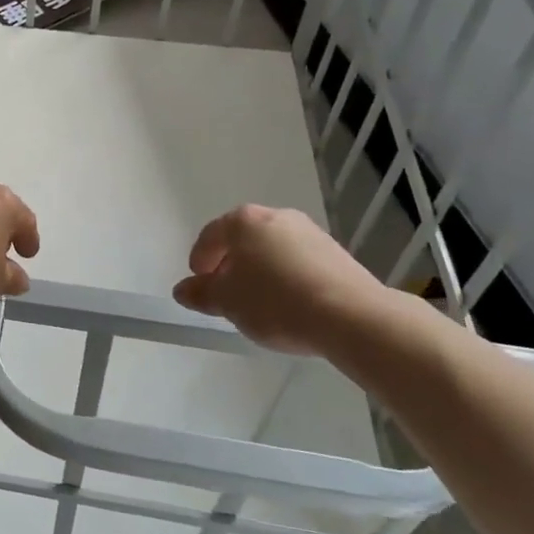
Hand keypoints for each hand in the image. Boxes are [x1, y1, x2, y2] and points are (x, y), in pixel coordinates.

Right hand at [173, 205, 395, 355]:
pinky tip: (290, 303)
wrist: (351, 316)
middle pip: (243, 238)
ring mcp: (309, 232)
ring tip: (260, 302)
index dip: (200, 260)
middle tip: (227, 292)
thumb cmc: (276, 302)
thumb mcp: (228, 303)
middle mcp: (276, 216)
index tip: (200, 282)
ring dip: (261, 270)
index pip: (210, 235)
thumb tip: (183, 290)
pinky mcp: (335, 253)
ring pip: (272, 248)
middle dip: (231, 263)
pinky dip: (287, 276)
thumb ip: (202, 294)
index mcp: (243, 221)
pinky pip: (298, 261)